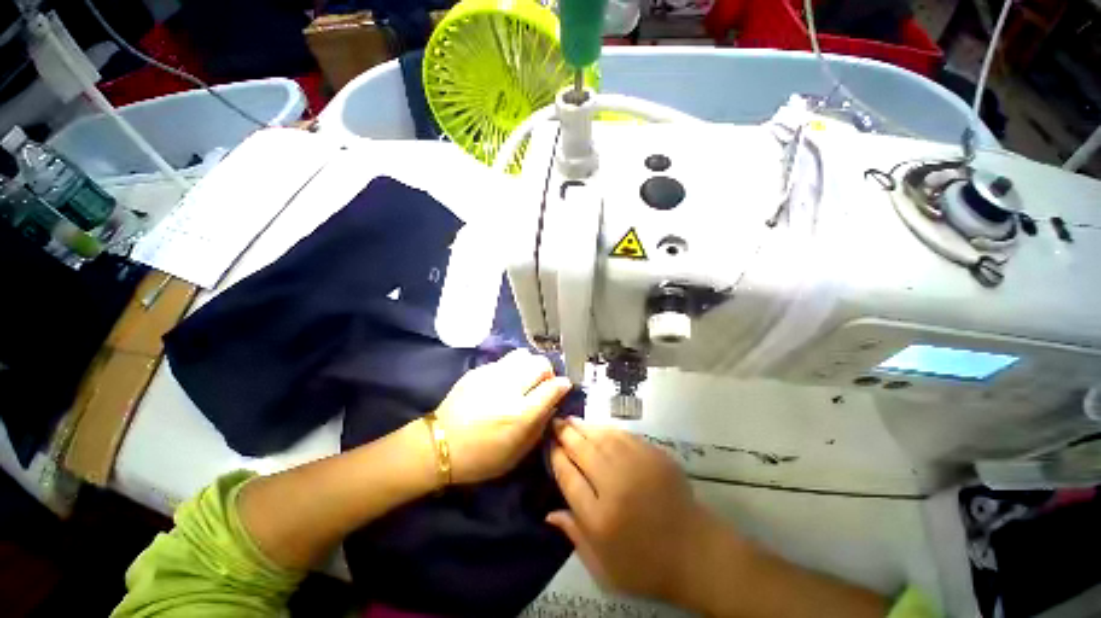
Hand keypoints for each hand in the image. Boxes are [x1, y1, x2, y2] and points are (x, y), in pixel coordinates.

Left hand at [433, 349, 571, 484]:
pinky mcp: (478, 370)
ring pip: (523, 355)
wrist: (439, 445)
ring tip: (524, 379)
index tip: (563, 387)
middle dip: (548, 372)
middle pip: (540, 363)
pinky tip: (503, 383)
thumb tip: (552, 404)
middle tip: (543, 384)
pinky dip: (511, 369)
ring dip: (530, 365)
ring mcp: (491, 375)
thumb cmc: (481, 458)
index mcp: (520, 414)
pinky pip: (504, 361)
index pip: (552, 387)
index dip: (562, 385)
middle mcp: (508, 389)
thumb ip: (540, 426)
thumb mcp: (518, 453)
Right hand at [546, 419, 723, 603]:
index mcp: (600, 518)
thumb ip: (575, 536)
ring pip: (602, 438)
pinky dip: (606, 429)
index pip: (568, 477)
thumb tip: (548, 513)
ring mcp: (637, 467)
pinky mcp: (654, 456)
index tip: (550, 446)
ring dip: (584, 427)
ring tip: (571, 420)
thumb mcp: (603, 568)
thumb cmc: (645, 566)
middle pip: (583, 452)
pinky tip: (598, 427)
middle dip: (566, 435)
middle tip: (555, 422)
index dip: (556, 458)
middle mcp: (616, 486)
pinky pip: (624, 435)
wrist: (695, 553)